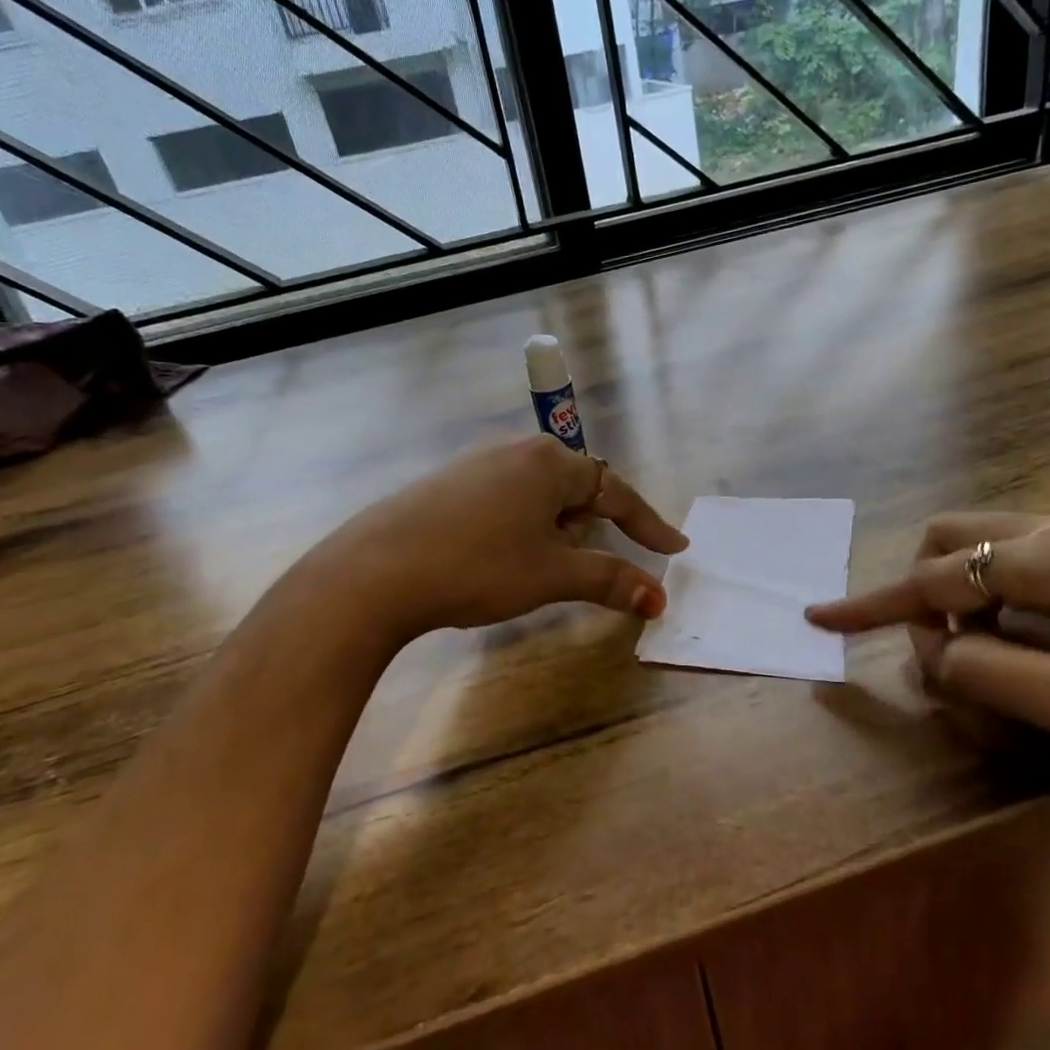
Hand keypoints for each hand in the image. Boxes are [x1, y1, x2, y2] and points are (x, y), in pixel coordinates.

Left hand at [311, 437, 686, 642]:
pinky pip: (506, 498)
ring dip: (557, 527)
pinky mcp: (448, 483)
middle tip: (602, 559)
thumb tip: (659, 598)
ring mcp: (478, 463)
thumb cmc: (478, 566)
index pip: (615, 492)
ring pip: (538, 493)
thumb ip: (610, 580)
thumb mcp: (552, 575)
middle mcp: (517, 451)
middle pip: (576, 487)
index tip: (674, 546)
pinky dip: (523, 525)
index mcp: (550, 463)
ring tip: (548, 564)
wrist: (376, 571)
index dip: (647, 523)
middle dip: (595, 524)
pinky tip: (502, 554)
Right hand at [807, 513, 1049, 809]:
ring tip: (999, 662)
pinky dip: (1004, 601)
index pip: (934, 578)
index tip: (817, 617)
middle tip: (952, 659)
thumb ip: (990, 673)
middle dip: (927, 594)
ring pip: (988, 550)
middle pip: (952, 540)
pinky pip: (1026, 564)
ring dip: (967, 600)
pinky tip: (1042, 646)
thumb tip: (930, 654)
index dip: (872, 604)